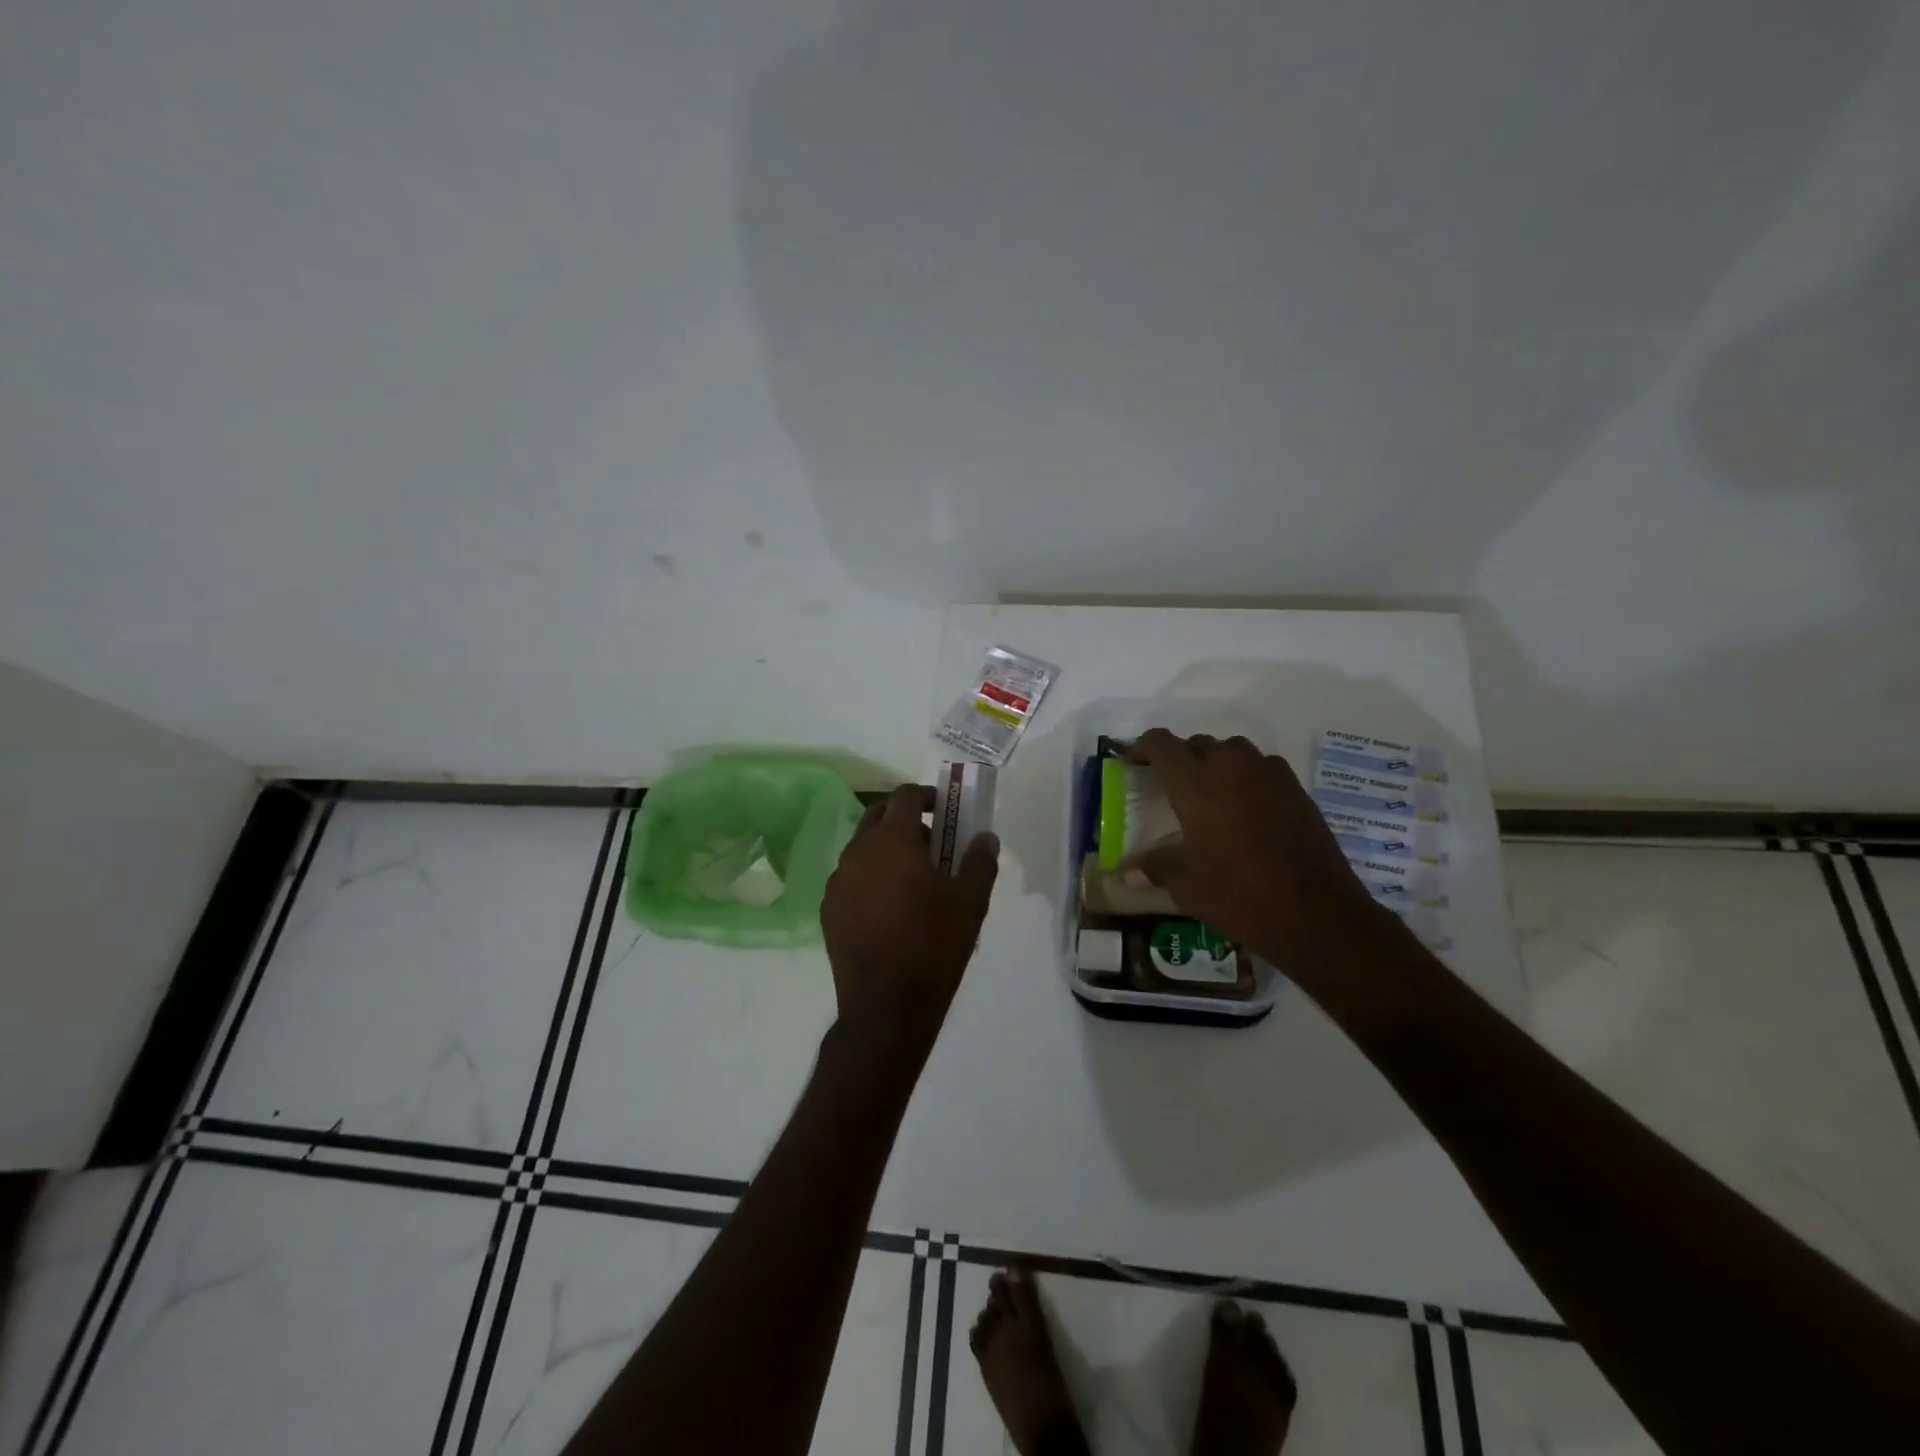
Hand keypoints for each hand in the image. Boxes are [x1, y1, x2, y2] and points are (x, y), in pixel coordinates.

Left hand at [821, 785, 999, 1045]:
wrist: (886, 1006)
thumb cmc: (934, 946)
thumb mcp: (970, 903)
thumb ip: (980, 862)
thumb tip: (986, 838)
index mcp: (893, 841)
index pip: (905, 796)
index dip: (927, 795)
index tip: (945, 808)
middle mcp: (858, 851)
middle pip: (879, 816)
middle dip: (905, 819)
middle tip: (932, 843)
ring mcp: (838, 880)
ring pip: (862, 847)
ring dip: (886, 849)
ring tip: (912, 880)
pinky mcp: (828, 909)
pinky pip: (851, 878)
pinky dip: (870, 877)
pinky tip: (888, 908)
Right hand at [1127, 730, 1379, 966]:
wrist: (1315, 913)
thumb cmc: (1238, 896)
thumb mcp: (1185, 886)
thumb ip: (1154, 868)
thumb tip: (1125, 875)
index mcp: (1195, 783)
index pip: (1161, 744)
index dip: (1142, 747)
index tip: (1132, 763)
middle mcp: (1230, 767)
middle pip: (1197, 743)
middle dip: (1180, 758)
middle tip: (1171, 786)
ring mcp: (1269, 775)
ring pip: (1233, 750)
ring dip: (1216, 762)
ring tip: (1210, 793)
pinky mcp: (1296, 789)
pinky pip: (1263, 767)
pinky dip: (1248, 777)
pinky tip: (1247, 808)